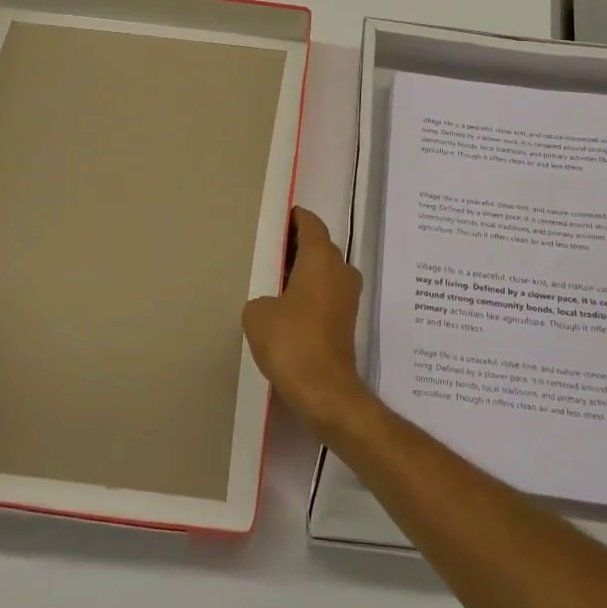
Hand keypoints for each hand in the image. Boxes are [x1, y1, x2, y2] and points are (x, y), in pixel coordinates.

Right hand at [242, 207, 374, 435]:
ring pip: (325, 272)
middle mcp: (341, 271)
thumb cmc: (290, 341)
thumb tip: (272, 303)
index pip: (311, 224)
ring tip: (276, 280)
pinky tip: (289, 308)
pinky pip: (327, 294)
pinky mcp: (347, 322)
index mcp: (321, 258)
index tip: (281, 218)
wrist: (324, 390)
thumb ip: (262, 297)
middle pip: (320, 247)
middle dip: (298, 246)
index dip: (296, 218)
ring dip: (305, 272)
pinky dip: (311, 293)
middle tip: (272, 249)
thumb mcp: (257, 313)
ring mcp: (348, 297)